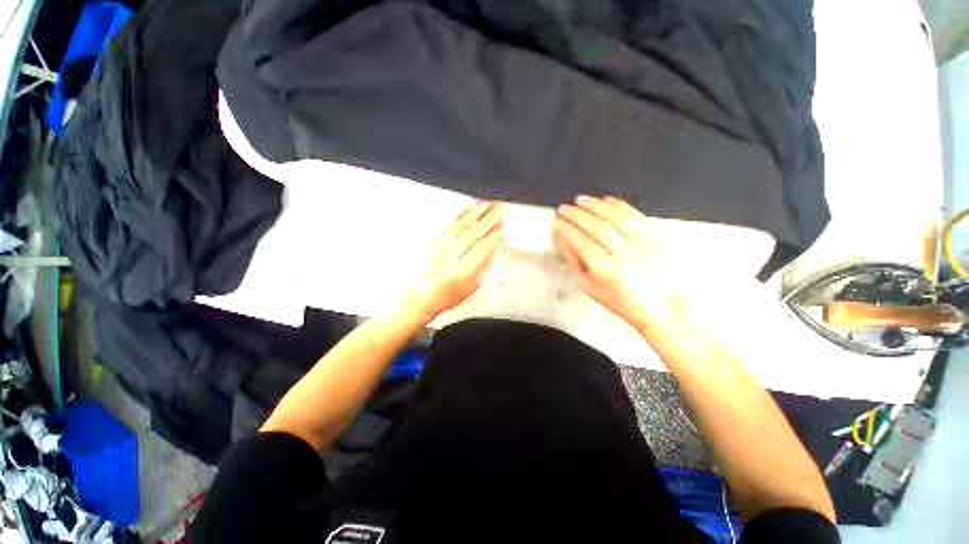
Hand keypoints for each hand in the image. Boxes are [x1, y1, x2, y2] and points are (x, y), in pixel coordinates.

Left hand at [405, 202, 505, 320]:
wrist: (421, 296)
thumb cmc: (447, 295)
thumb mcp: (471, 287)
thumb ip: (483, 266)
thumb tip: (493, 246)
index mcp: (461, 273)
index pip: (481, 249)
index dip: (494, 236)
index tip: (503, 228)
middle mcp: (449, 258)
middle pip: (472, 234)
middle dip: (488, 220)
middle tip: (500, 210)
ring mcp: (438, 248)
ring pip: (460, 226)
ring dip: (475, 213)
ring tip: (487, 204)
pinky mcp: (431, 241)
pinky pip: (445, 224)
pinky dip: (457, 214)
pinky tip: (466, 207)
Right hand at [553, 196, 676, 331]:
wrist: (660, 305)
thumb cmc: (619, 299)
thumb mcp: (589, 286)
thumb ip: (575, 262)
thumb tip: (564, 238)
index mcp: (607, 272)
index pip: (582, 244)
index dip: (567, 230)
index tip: (556, 221)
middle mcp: (626, 256)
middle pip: (598, 228)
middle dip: (577, 215)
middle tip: (564, 208)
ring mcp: (643, 244)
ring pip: (616, 218)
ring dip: (595, 205)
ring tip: (580, 199)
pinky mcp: (655, 237)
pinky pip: (635, 215)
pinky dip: (618, 205)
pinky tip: (605, 199)